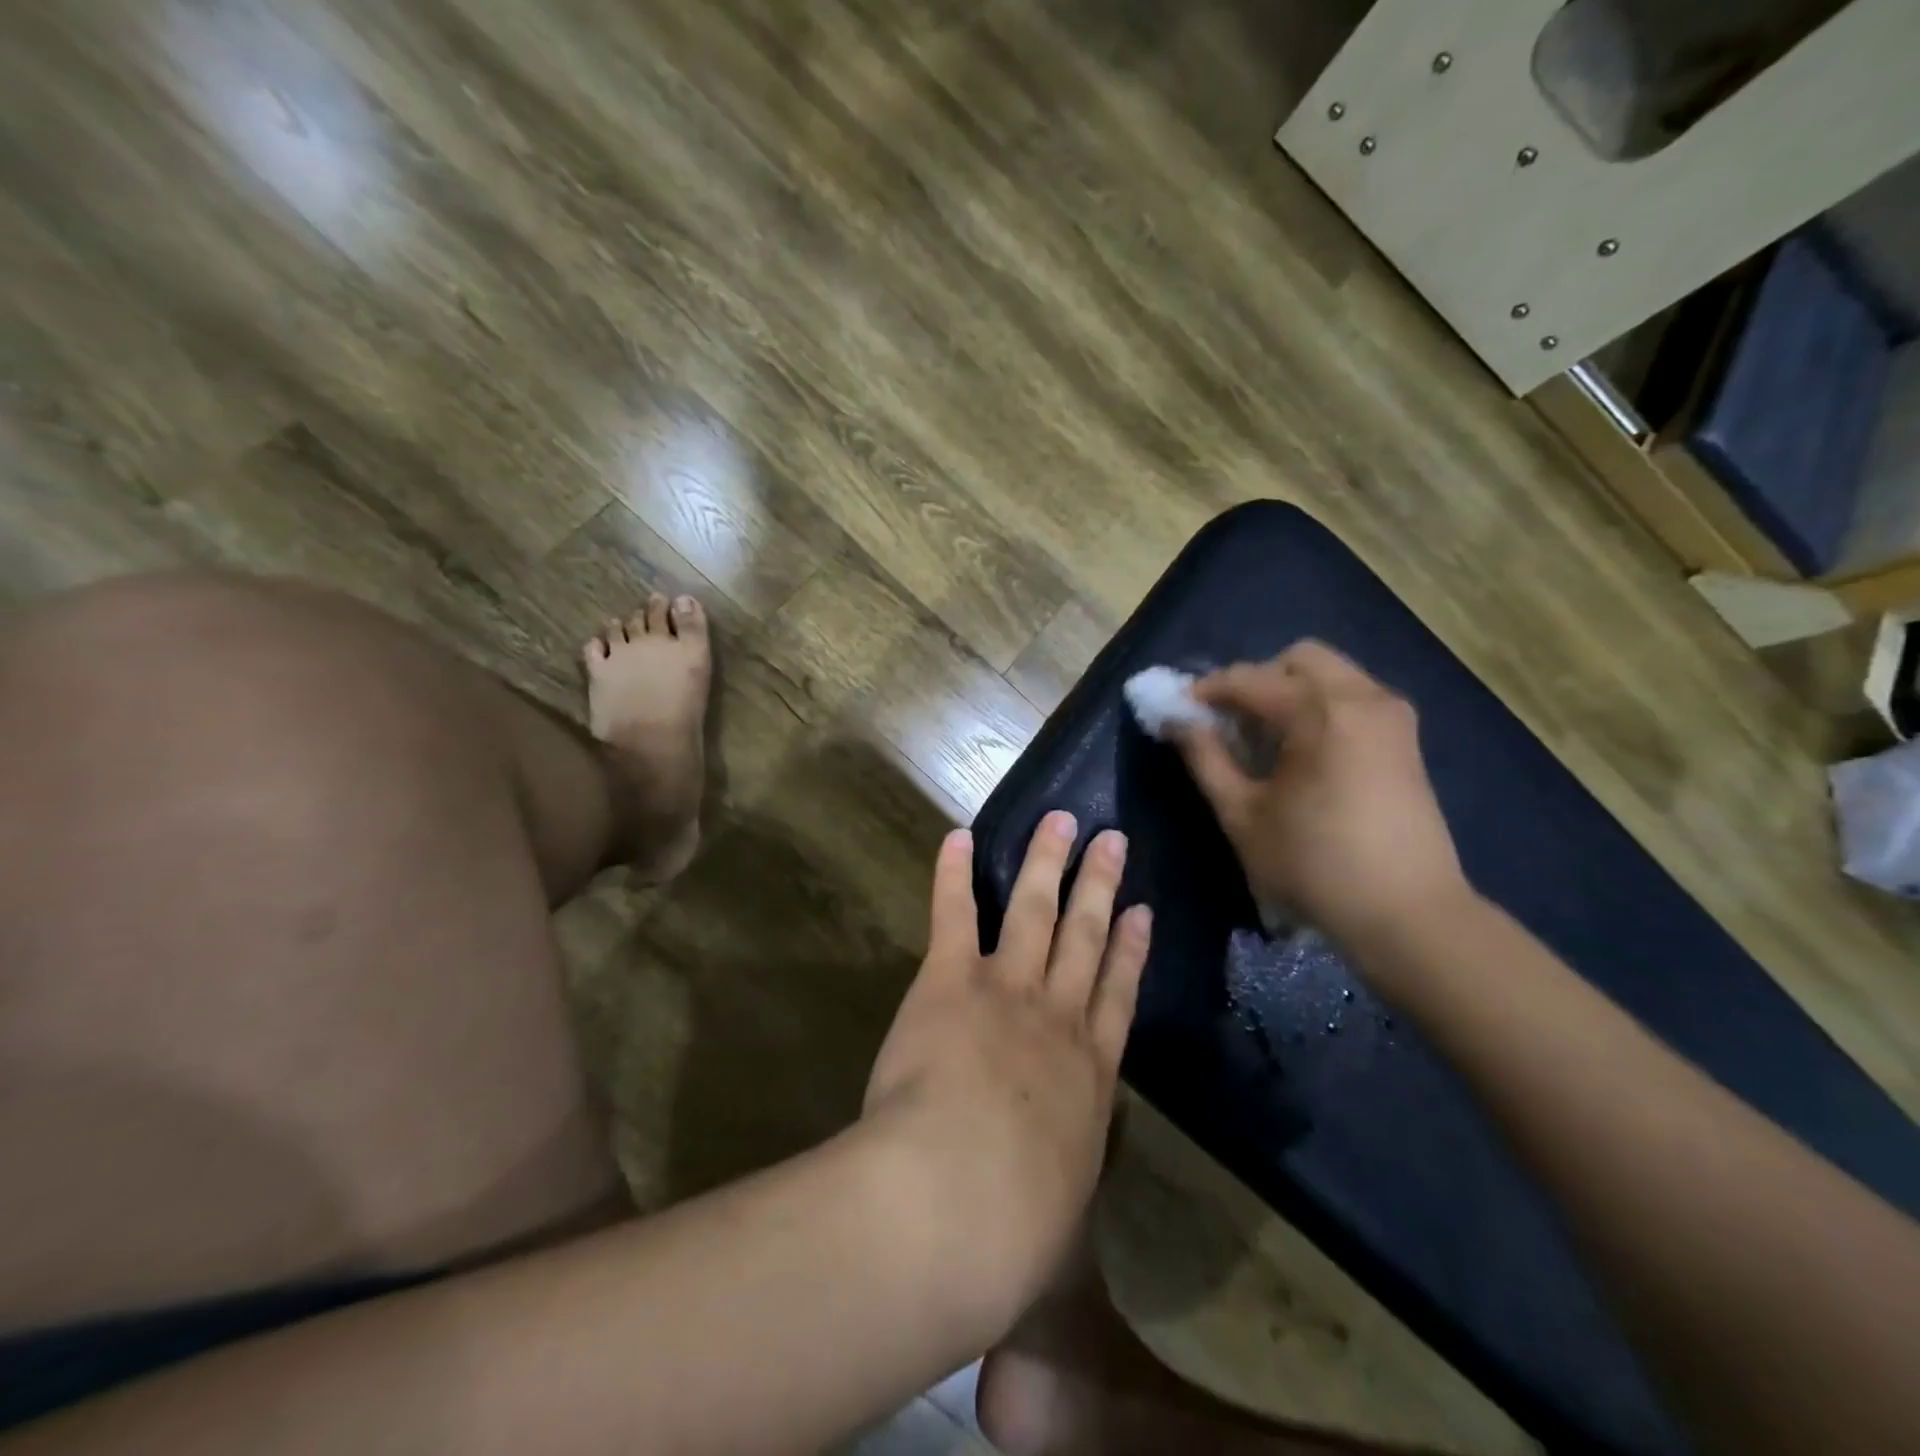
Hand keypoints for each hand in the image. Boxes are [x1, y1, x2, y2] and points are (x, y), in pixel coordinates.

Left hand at [864, 813, 1149, 1333]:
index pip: (1118, 995)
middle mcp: (1057, 1017)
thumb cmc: (1013, 1228)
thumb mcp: (1058, 1216)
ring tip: (1060, 820)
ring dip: (1047, 862)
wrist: (960, 1199)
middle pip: (1086, 936)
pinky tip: (957, 836)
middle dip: (1100, 885)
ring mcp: (1007, 989)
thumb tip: (1068, 1209)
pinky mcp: (951, 979)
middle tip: (1112, 839)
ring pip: (1035, 910)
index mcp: (1089, 1074)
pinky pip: (955, 914)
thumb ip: (1062, 1190)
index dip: (1132, 949)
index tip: (1142, 911)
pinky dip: (953, 873)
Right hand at [1173, 641, 1468, 941]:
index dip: (1206, 691)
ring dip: (1289, 692)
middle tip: (1229, 722)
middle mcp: (1362, 697)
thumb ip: (1205, 758)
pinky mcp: (1406, 739)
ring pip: (1330, 674)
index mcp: (1320, 712)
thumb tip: (1176, 720)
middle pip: (1297, 659)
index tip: (1179, 711)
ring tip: (1263, 738)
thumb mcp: (1242, 815)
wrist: (1409, 915)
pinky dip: (1319, 706)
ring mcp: (1392, 716)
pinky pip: (1352, 697)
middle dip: (1255, 681)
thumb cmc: (1314, 866)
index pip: (1249, 679)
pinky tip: (1301, 751)